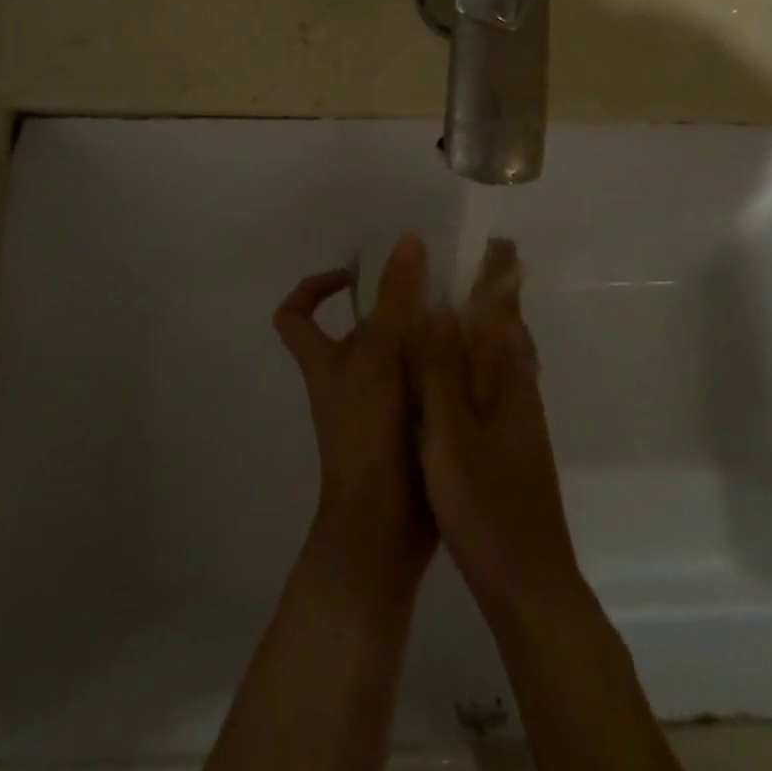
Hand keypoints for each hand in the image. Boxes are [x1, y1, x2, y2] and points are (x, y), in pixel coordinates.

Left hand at [275, 234, 436, 587]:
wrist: (381, 529)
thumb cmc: (368, 436)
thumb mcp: (381, 357)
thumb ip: (395, 300)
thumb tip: (406, 240)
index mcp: (325, 364)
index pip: (294, 316)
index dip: (314, 288)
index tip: (352, 275)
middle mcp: (346, 383)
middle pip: (359, 333)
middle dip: (394, 311)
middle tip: (435, 293)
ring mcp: (375, 411)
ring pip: (396, 361)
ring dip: (424, 341)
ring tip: (465, 322)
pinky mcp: (404, 434)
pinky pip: (420, 390)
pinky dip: (441, 375)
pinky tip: (476, 366)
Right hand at [413, 239, 580, 620]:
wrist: (527, 581)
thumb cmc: (485, 502)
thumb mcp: (451, 432)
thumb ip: (442, 369)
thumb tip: (439, 304)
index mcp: (508, 379)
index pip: (506, 311)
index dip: (502, 275)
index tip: (494, 239)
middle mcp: (518, 389)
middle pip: (508, 328)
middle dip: (494, 292)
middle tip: (465, 262)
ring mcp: (517, 418)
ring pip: (502, 355)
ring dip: (486, 323)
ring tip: (456, 302)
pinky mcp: (509, 441)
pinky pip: (493, 381)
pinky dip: (477, 358)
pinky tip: (456, 372)